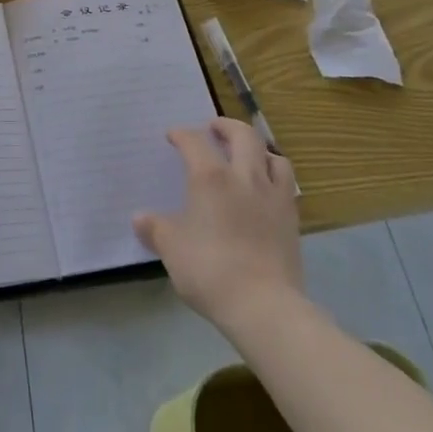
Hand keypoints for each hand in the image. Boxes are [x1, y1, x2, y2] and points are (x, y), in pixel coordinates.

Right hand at [132, 118, 302, 331]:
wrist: (264, 305)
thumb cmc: (210, 269)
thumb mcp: (171, 248)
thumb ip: (155, 229)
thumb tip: (140, 218)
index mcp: (211, 178)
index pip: (195, 142)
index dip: (182, 135)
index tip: (173, 136)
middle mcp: (245, 177)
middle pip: (243, 135)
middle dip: (226, 126)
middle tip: (214, 128)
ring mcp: (274, 197)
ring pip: (272, 156)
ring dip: (257, 149)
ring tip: (247, 156)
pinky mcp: (292, 219)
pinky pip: (286, 184)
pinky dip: (273, 177)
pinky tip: (264, 190)